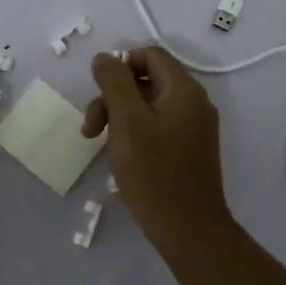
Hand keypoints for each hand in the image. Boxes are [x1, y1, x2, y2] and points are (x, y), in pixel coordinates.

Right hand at [83, 47, 231, 243]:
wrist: (188, 229)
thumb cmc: (154, 172)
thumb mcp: (127, 121)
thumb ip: (114, 83)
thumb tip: (104, 57)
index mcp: (184, 90)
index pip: (150, 55)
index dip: (120, 66)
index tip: (99, 93)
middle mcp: (194, 103)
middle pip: (147, 80)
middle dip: (113, 97)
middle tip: (91, 128)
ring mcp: (193, 128)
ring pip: (148, 106)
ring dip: (119, 117)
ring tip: (99, 144)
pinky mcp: (188, 150)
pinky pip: (157, 127)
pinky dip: (135, 133)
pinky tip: (121, 156)